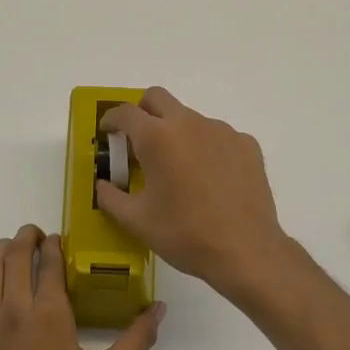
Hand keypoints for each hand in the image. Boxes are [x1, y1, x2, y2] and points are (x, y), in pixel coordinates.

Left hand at [0, 224, 164, 349]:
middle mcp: (14, 310)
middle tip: (35, 236)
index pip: (49, 261)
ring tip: (10, 251)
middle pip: (13, 256)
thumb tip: (159, 308)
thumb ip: (136, 340)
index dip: (54, 244)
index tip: (59, 239)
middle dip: (25, 238)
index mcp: (49, 313)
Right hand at [96, 88, 289, 298]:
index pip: (125, 112)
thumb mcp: (136, 221)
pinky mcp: (247, 144)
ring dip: (176, 133)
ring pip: (190, 118)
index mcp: (157, 138)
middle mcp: (189, 124)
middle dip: (142, 111)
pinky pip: (218, 136)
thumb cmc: (184, 235)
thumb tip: (102, 185)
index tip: (107, 131)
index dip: (111, 119)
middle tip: (137, 140)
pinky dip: (206, 148)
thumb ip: (110, 197)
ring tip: (178, 169)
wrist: (246, 251)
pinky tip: (210, 179)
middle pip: (158, 98)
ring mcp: (222, 131)